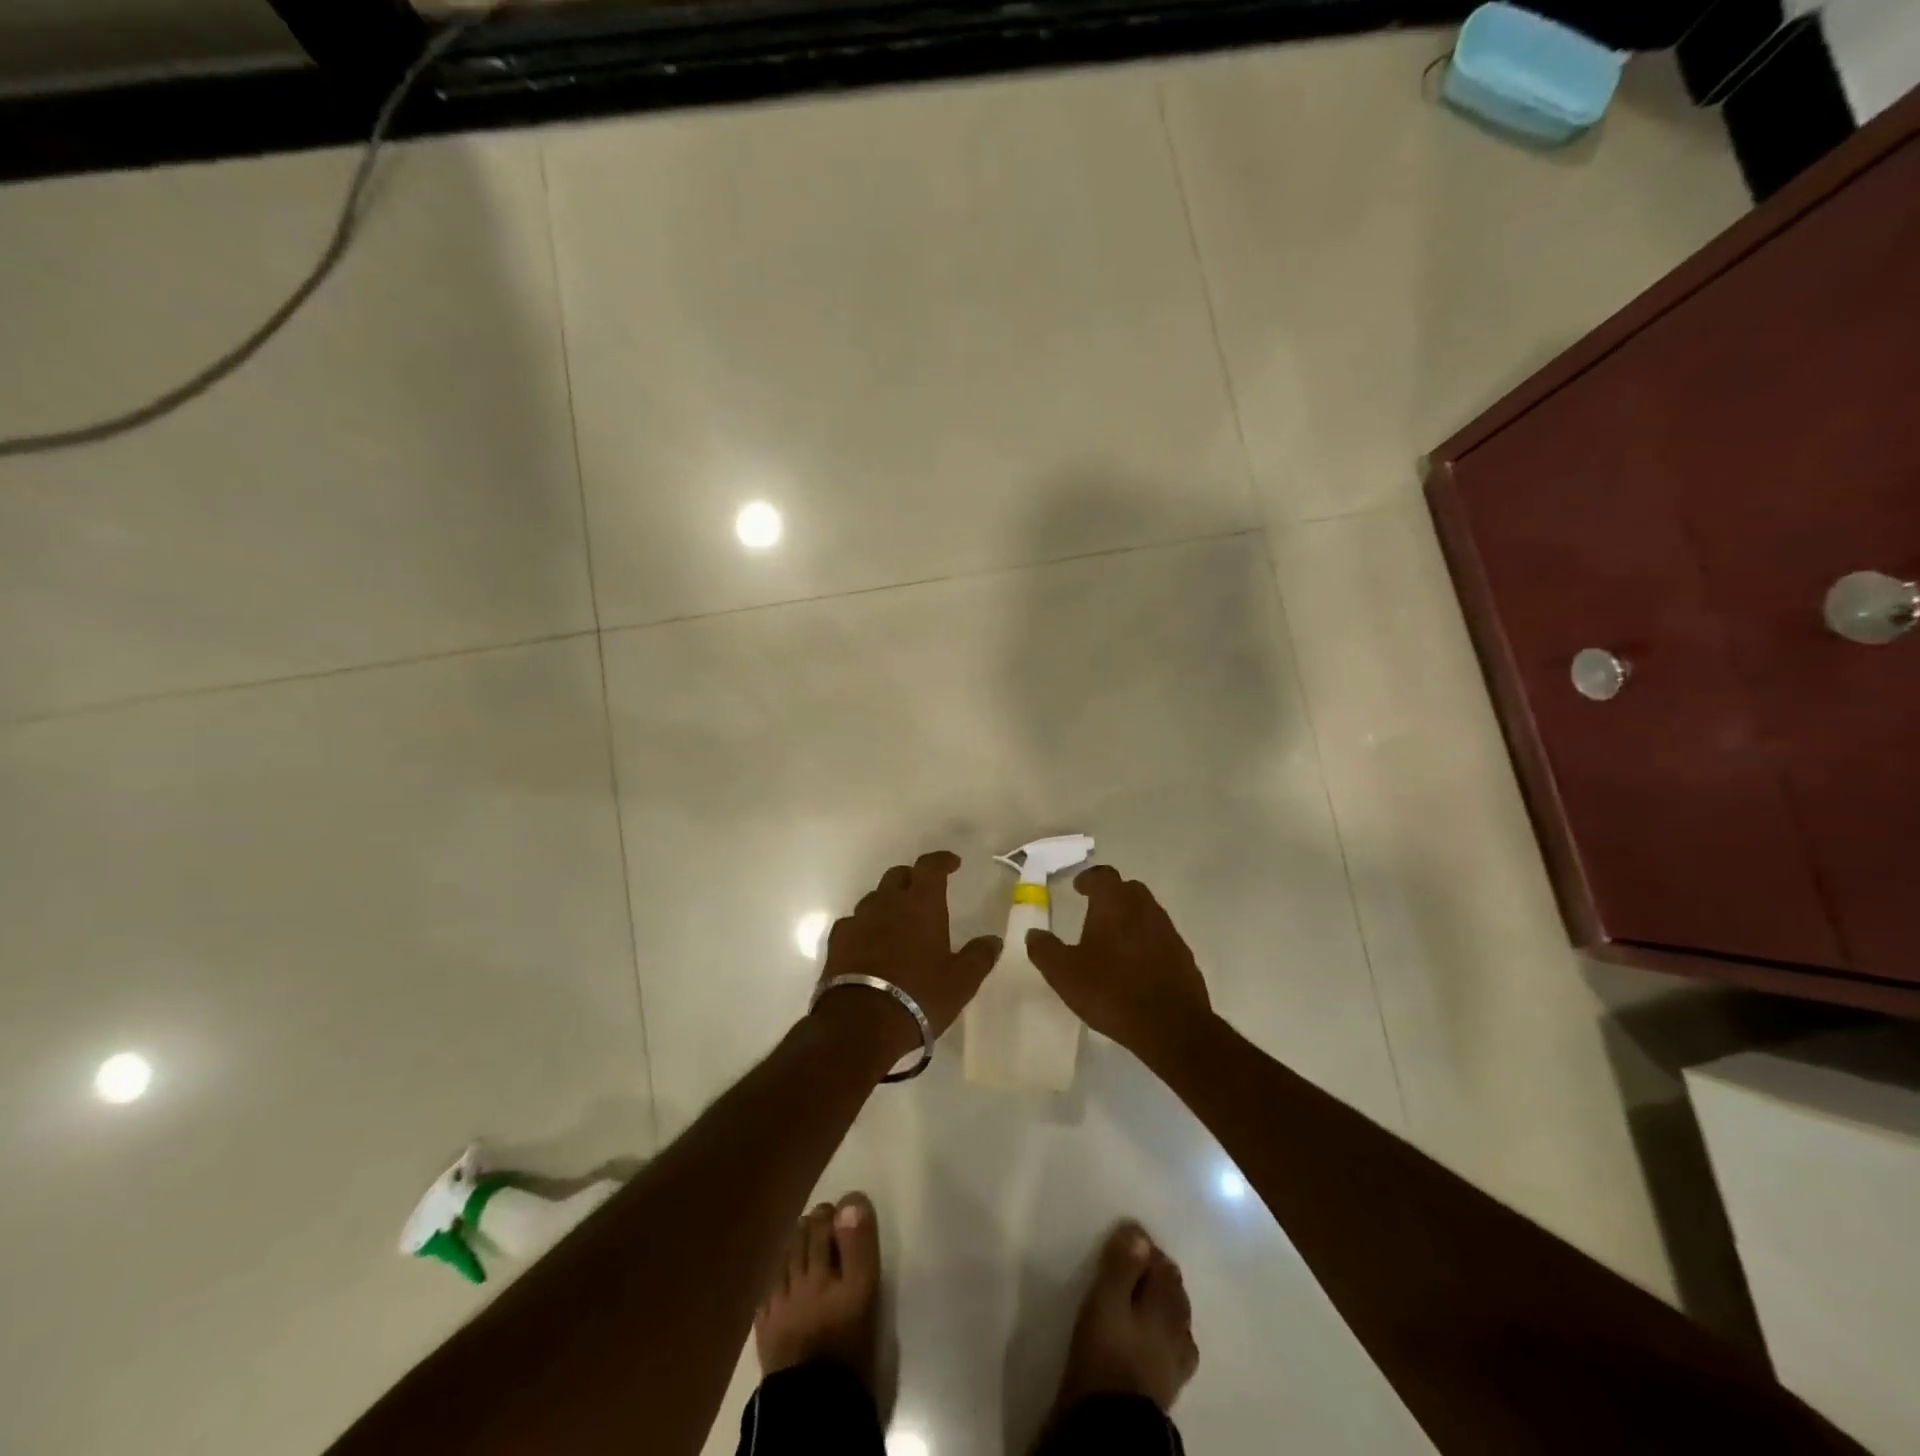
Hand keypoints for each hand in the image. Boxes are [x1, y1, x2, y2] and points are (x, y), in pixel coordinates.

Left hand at [813, 850, 1001, 1067]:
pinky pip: (853, 923)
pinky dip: (865, 927)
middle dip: (913, 878)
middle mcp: (887, 903)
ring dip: (888, 902)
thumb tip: (993, 940)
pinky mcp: (837, 942)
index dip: (942, 860)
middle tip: (925, 893)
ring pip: (874, 898)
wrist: (861, 1022)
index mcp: (921, 904)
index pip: (930, 866)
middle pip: (898, 875)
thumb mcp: (961, 981)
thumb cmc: (919, 995)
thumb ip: (979, 956)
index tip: (953, 863)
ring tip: (898, 922)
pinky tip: (870, 944)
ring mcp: (858, 920)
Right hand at [1025, 866, 1211, 1064]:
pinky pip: (1160, 939)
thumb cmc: (1111, 990)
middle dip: (1111, 896)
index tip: (1078, 888)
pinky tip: (1136, 966)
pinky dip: (1146, 942)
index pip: (1102, 876)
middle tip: (1094, 912)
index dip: (1088, 879)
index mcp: (1114, 903)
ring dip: (1130, 919)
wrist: (1172, 1026)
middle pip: (1128, 890)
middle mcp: (1144, 908)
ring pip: (1146, 913)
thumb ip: (1045, 950)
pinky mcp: (1184, 956)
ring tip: (1113, 941)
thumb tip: (1034, 933)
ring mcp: (1168, 931)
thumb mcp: (1064, 973)